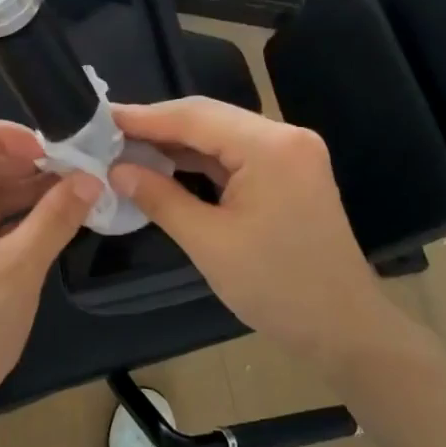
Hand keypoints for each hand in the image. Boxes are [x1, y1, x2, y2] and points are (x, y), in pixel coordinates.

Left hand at [0, 120, 99, 425]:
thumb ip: (55, 217)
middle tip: (75, 169)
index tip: (49, 149)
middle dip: (25, 165)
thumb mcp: (19, 266)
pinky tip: (53, 220)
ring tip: (74, 191)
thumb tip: (91, 178)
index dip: (6, 134)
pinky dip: (14, 218)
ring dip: (24, 192)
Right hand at [110, 97, 386, 368]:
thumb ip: (159, 198)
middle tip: (108, 132)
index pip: (195, 117)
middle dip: (157, 126)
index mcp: (270, 147)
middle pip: (208, 118)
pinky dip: (198, 159)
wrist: (345, 330)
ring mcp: (290, 154)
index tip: (100, 117)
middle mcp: (285, 137)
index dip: (144, 117)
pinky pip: (234, 155)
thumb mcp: (209, 242)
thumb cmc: (277, 288)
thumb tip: (116, 170)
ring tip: (127, 146)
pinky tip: (165, 164)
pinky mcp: (289, 173)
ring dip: (176, 142)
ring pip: (220, 135)